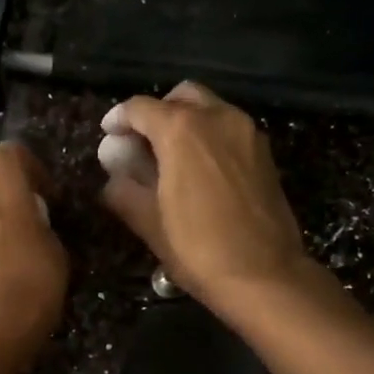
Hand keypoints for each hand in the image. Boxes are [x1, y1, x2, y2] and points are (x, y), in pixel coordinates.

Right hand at [99, 82, 307, 307]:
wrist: (265, 276)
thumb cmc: (198, 249)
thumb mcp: (149, 223)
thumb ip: (124, 190)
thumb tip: (113, 176)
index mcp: (182, 130)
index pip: (140, 108)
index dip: (118, 119)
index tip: (109, 136)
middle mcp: (218, 118)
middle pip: (180, 97)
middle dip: (157, 113)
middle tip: (142, 143)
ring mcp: (247, 132)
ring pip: (210, 109)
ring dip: (186, 123)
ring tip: (170, 159)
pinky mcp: (265, 153)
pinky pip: (230, 129)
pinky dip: (210, 137)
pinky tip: (200, 171)